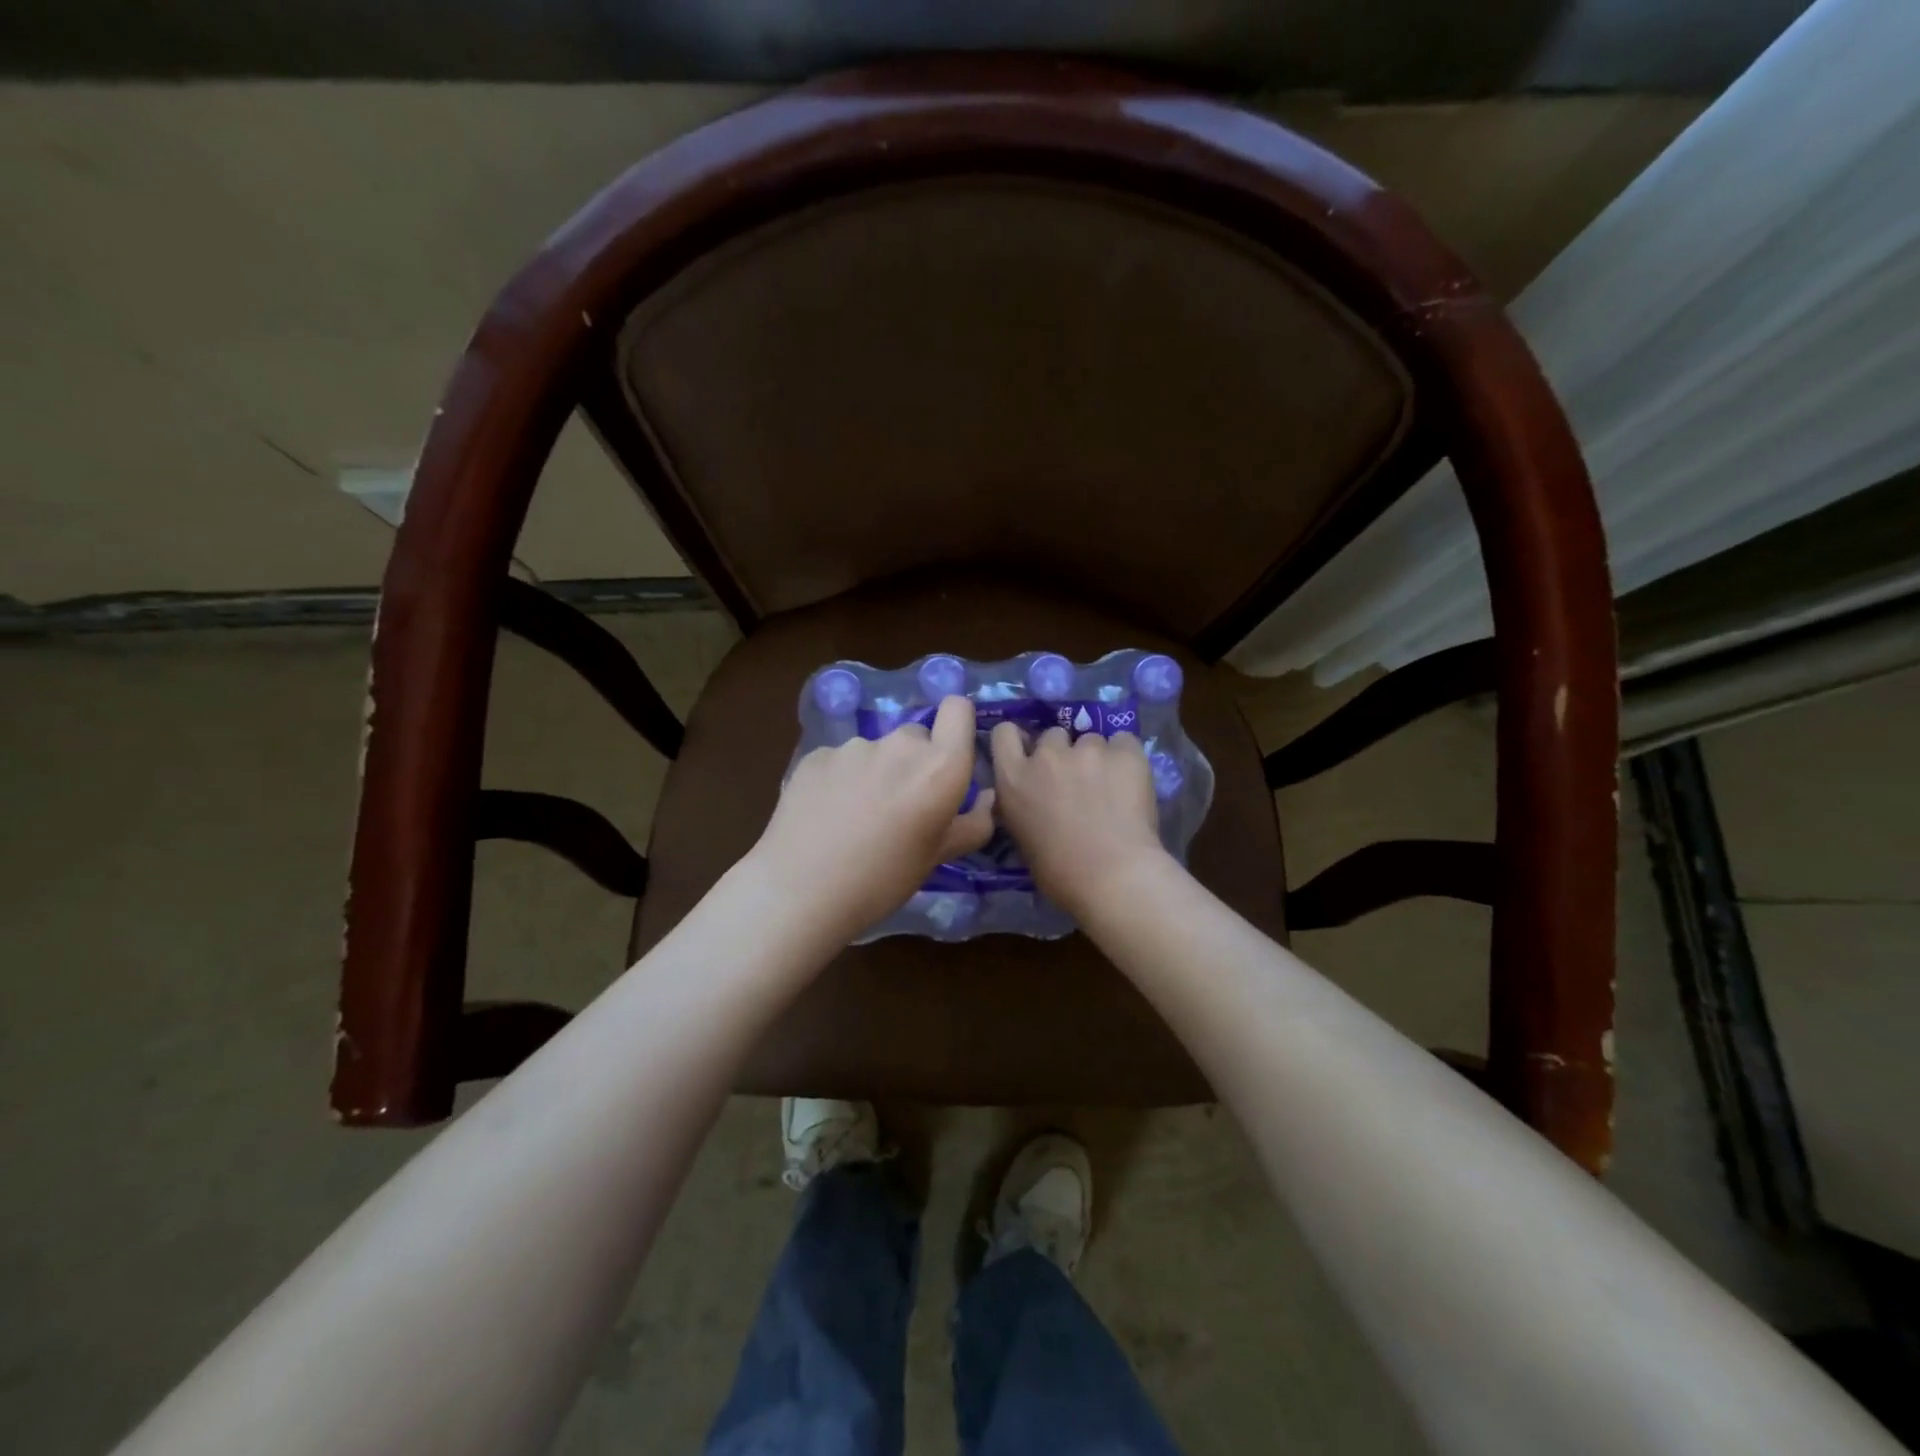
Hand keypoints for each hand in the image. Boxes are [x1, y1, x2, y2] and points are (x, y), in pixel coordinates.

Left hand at [750, 695, 994, 938]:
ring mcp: (854, 746)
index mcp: (940, 767)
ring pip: (876, 751)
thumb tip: (987, 799)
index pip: (958, 709)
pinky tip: (826, 815)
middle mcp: (900, 745)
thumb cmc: (882, 880)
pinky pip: (840, 760)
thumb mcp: (936, 858)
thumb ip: (970, 824)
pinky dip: (839, 780)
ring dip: (875, 772)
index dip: (956, 725)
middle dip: (913, 763)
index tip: (948, 757)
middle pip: (916, 737)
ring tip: (856, 817)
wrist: (801, 890)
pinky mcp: (816, 755)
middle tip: (899, 807)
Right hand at [989, 723, 1167, 918]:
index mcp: (1013, 779)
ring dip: (1096, 757)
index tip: (1031, 753)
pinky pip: (1124, 742)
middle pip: (1053, 735)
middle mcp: (1046, 756)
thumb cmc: (1061, 873)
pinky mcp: (1124, 752)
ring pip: (1091, 740)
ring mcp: (1087, 750)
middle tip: (1076, 780)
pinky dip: (1126, 757)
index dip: (1019, 740)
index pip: (1004, 733)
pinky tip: (1132, 779)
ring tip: (1111, 785)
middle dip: (1062, 753)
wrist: (1113, 876)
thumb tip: (1036, 801)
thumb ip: (1023, 806)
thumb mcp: (1022, 837)